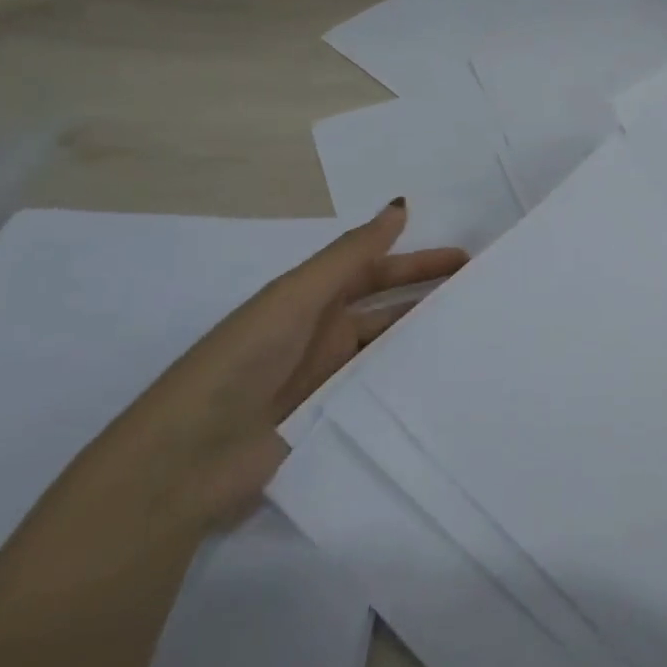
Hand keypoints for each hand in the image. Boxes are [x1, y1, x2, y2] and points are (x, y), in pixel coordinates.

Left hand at [62, 199, 468, 542]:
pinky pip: (382, 390)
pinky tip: (447, 380)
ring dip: (424, 337)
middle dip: (429, 295)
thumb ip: (350, 254)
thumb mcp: (295, 297)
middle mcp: (321, 335)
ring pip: (388, 348)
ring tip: (474, 334)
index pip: (373, 271)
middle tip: (480, 292)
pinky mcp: (335, 419)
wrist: (186, 461)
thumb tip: (399, 205)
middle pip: (386, 307)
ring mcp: (329, 379)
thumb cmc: (241, 361)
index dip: (415, 260)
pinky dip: (411, 380)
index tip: (464, 257)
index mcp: (309, 300)